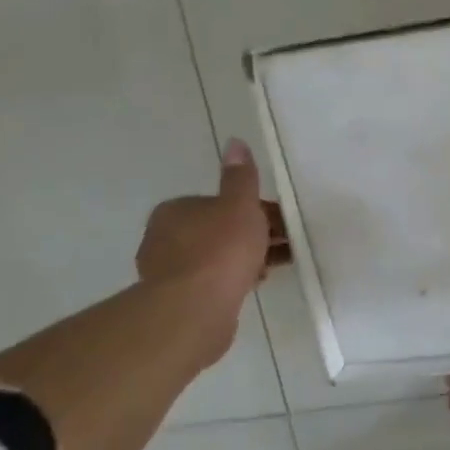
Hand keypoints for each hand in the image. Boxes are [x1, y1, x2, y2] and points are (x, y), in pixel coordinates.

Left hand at [137, 139, 290, 316]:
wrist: (195, 308)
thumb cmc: (221, 249)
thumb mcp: (240, 205)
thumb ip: (241, 176)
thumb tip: (235, 141)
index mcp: (176, 210)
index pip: (221, 203)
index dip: (254, 209)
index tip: (280, 220)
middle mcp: (164, 237)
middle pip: (220, 229)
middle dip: (252, 234)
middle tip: (286, 242)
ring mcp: (168, 270)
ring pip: (217, 255)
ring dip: (246, 257)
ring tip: (278, 265)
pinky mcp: (177, 299)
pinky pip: (213, 280)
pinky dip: (235, 277)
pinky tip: (256, 283)